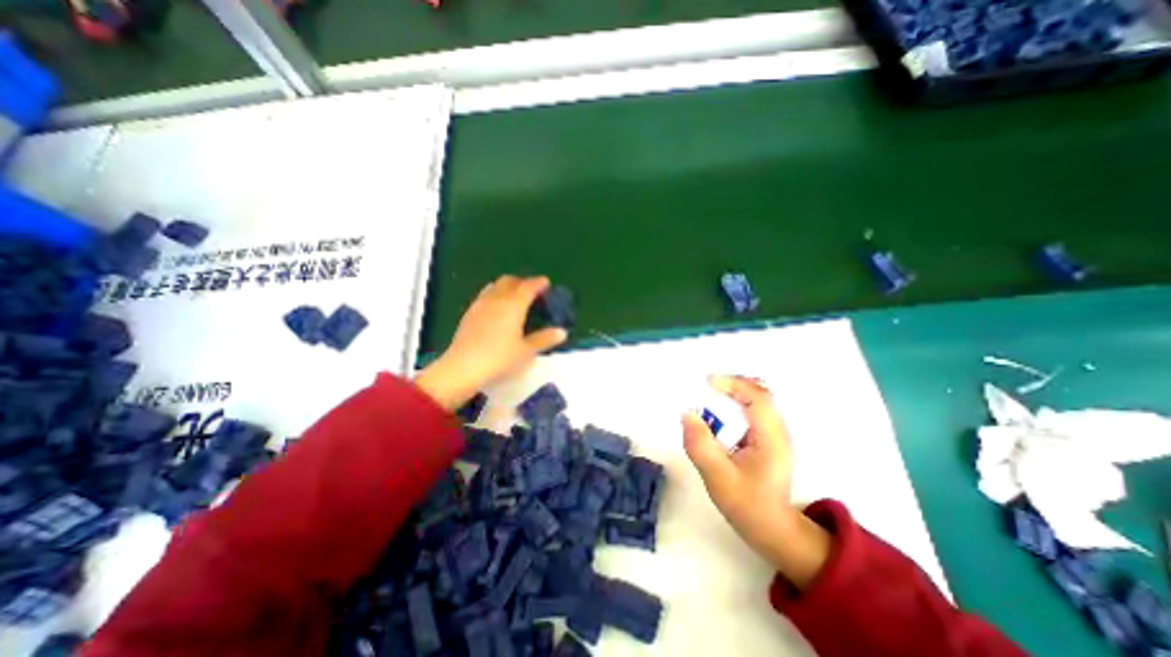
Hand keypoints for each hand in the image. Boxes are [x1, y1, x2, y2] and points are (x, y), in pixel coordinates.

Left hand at [417, 275, 566, 409]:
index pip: (528, 286)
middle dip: (522, 282)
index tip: (546, 283)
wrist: (463, 368)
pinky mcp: (469, 314)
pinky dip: (495, 295)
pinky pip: (485, 295)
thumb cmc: (500, 358)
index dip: (539, 283)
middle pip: (509, 281)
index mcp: (513, 305)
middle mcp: (496, 299)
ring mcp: (480, 305)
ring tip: (514, 299)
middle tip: (532, 292)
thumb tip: (562, 332)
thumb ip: (544, 339)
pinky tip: (497, 311)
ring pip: (495, 286)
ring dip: (507, 287)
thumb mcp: (526, 351)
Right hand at [683, 377, 835, 587]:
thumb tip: (687, 414)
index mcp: (771, 438)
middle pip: (761, 392)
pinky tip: (721, 412)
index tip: (707, 382)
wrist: (773, 528)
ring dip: (735, 391)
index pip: (758, 397)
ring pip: (759, 399)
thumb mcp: (718, 477)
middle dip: (733, 383)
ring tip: (711, 394)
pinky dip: (737, 402)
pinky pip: (754, 409)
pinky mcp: (769, 438)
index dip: (733, 384)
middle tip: (707, 385)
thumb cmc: (747, 504)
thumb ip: (701, 445)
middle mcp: (778, 430)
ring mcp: (776, 433)